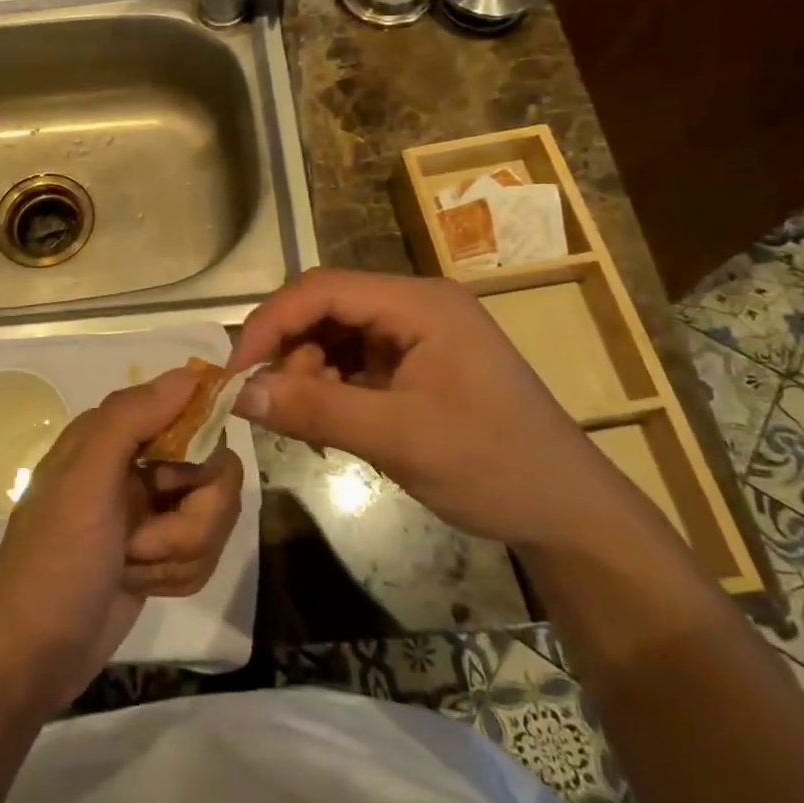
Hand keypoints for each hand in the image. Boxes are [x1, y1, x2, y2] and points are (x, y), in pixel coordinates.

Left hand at [0, 369, 244, 710]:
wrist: (30, 655)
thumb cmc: (54, 559)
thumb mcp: (85, 479)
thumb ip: (133, 417)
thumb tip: (191, 373)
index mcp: (116, 433)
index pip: (191, 411)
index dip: (200, 443)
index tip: (180, 479)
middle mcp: (138, 463)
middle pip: (215, 470)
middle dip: (192, 517)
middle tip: (144, 541)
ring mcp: (151, 510)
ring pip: (214, 514)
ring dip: (181, 552)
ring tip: (136, 567)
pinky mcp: (160, 552)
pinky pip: (205, 550)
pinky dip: (179, 573)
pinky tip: (143, 585)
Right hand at [227, 268, 645, 552]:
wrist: (568, 512)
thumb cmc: (493, 466)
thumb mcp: (399, 438)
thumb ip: (316, 409)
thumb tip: (238, 393)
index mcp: (419, 303)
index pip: (323, 289)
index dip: (271, 323)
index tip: (235, 371)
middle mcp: (415, 306)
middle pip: (326, 308)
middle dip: (291, 352)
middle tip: (274, 405)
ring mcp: (416, 334)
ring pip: (334, 335)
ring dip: (308, 373)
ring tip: (309, 423)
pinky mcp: (415, 364)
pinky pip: (353, 361)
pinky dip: (330, 388)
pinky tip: (329, 424)